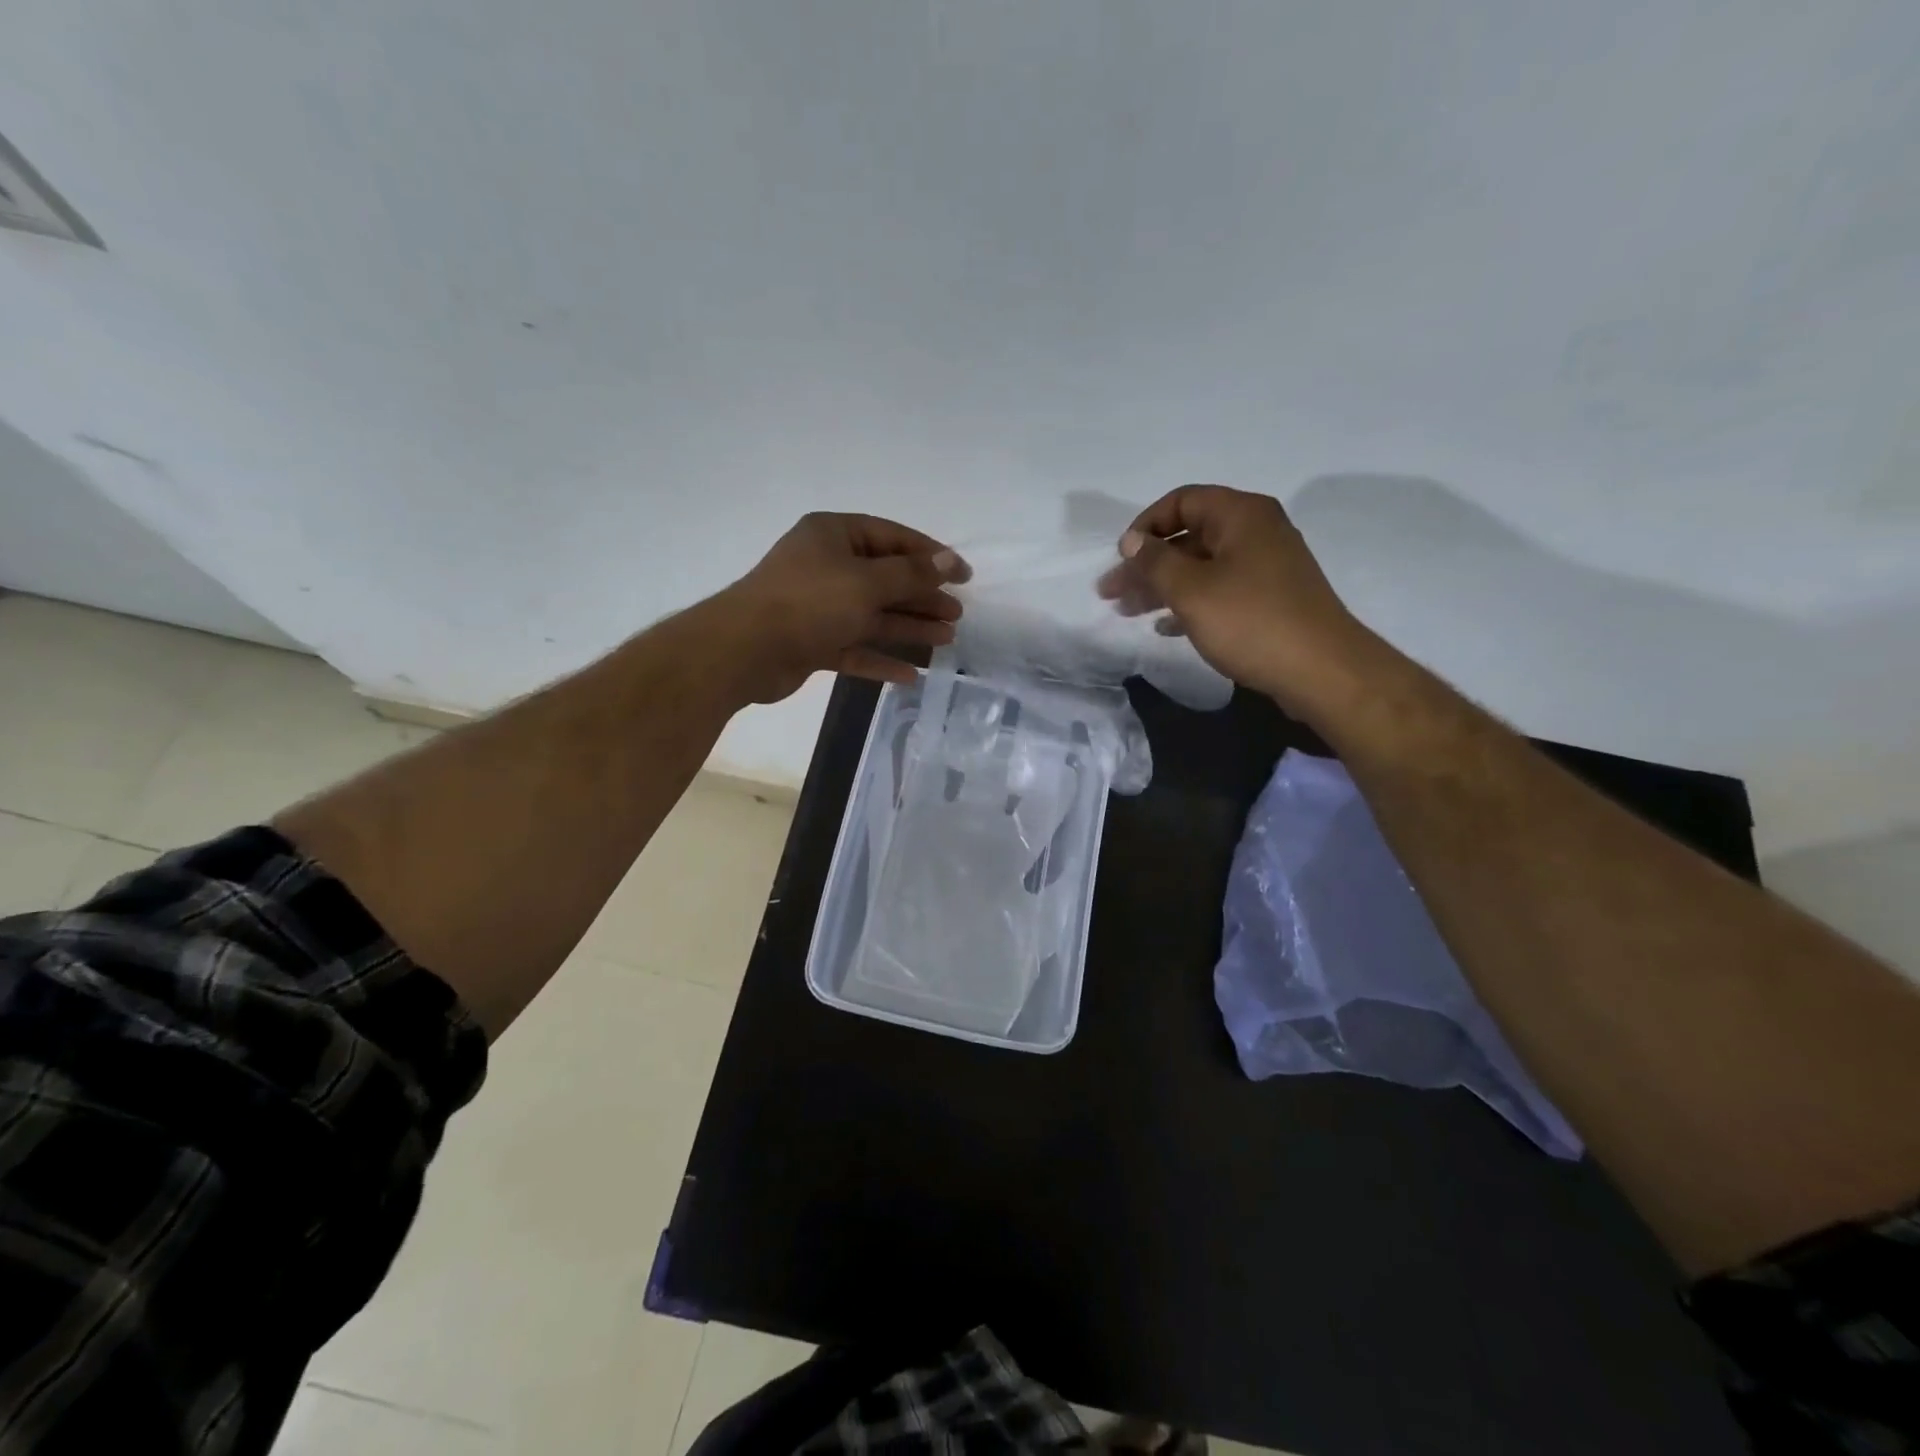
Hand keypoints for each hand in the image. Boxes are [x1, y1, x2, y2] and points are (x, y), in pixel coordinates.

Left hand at [710, 512, 970, 703]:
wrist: (744, 650)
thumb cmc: (809, 602)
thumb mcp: (867, 582)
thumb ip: (911, 573)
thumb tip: (948, 561)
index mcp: (834, 535)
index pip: (892, 537)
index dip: (931, 555)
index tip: (964, 575)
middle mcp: (826, 566)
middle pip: (885, 579)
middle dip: (922, 596)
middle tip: (957, 613)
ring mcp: (818, 606)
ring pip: (873, 615)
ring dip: (908, 627)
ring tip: (947, 639)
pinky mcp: (812, 642)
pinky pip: (854, 648)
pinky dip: (880, 659)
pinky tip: (910, 675)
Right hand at [1097, 484, 1378, 720]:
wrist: (1321, 670)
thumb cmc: (1251, 622)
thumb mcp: (1191, 590)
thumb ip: (1155, 562)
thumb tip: (1132, 541)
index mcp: (1241, 515)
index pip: (1182, 501)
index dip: (1145, 526)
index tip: (1121, 558)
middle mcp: (1256, 531)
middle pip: (1189, 537)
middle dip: (1147, 564)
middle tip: (1111, 593)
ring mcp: (1266, 566)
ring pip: (1201, 567)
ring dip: (1162, 587)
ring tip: (1128, 612)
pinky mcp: (1270, 598)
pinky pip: (1220, 590)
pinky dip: (1190, 603)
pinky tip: (1166, 627)